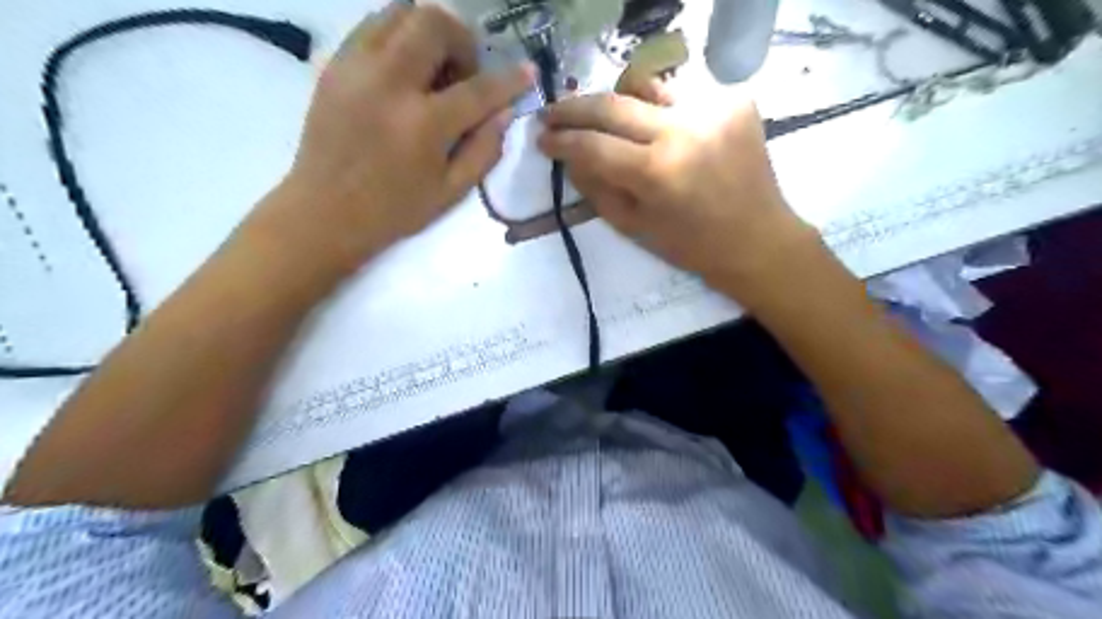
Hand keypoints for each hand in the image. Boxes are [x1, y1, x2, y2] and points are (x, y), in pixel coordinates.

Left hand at [262, 4, 533, 272]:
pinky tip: (404, 71)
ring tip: (432, 69)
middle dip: (461, 40)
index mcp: (423, 124)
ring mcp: (356, 67)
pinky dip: (398, 37)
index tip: (527, 71)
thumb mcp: (450, 191)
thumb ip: (484, 149)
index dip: (510, 79)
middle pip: (433, 23)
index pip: (478, 88)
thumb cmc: (394, 209)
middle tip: (463, 73)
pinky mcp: (335, 65)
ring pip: (399, 12)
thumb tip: (505, 112)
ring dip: (428, 32)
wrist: (324, 211)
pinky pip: (372, 26)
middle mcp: (389, 83)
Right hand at [540, 72, 821, 303]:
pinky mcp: (735, 101)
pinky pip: (681, 96)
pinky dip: (659, 110)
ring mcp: (713, 109)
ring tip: (602, 118)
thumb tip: (568, 158)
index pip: (593, 145)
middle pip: (613, 104)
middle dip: (575, 108)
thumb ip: (596, 189)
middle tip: (552, 113)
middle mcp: (683, 131)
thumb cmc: (693, 247)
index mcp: (657, 172)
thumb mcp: (635, 227)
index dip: (561, 141)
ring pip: (646, 88)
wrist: (758, 240)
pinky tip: (655, 129)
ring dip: (618, 102)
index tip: (542, 139)